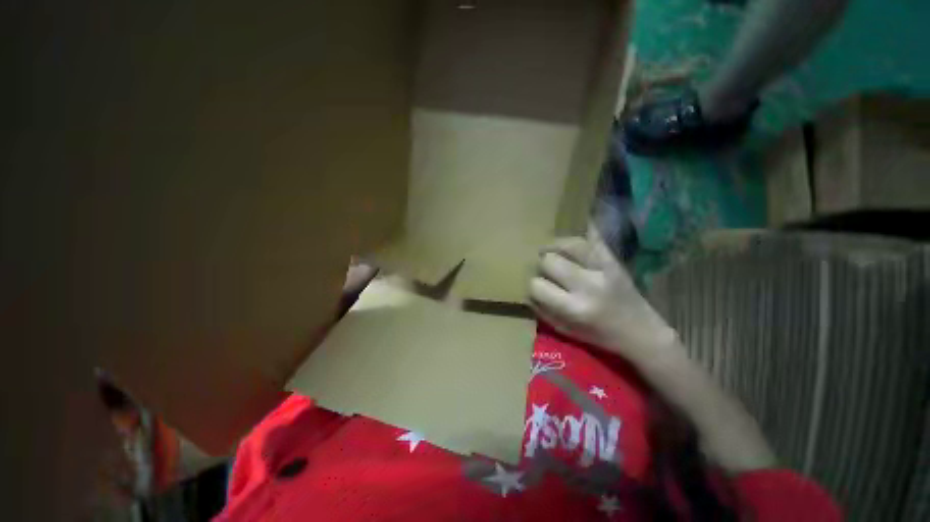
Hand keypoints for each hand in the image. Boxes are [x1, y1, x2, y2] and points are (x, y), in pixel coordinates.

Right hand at [528, 226, 677, 362]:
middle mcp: (587, 285)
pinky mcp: (614, 260)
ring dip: (554, 246)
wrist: (641, 332)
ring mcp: (603, 269)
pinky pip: (595, 237)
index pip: (537, 285)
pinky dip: (584, 230)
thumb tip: (526, 291)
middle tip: (544, 270)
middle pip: (549, 261)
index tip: (536, 287)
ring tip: (551, 251)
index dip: (532, 285)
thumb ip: (542, 311)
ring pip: (569, 244)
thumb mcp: (566, 330)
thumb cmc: (600, 336)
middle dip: (541, 265)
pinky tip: (573, 228)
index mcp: (574, 308)